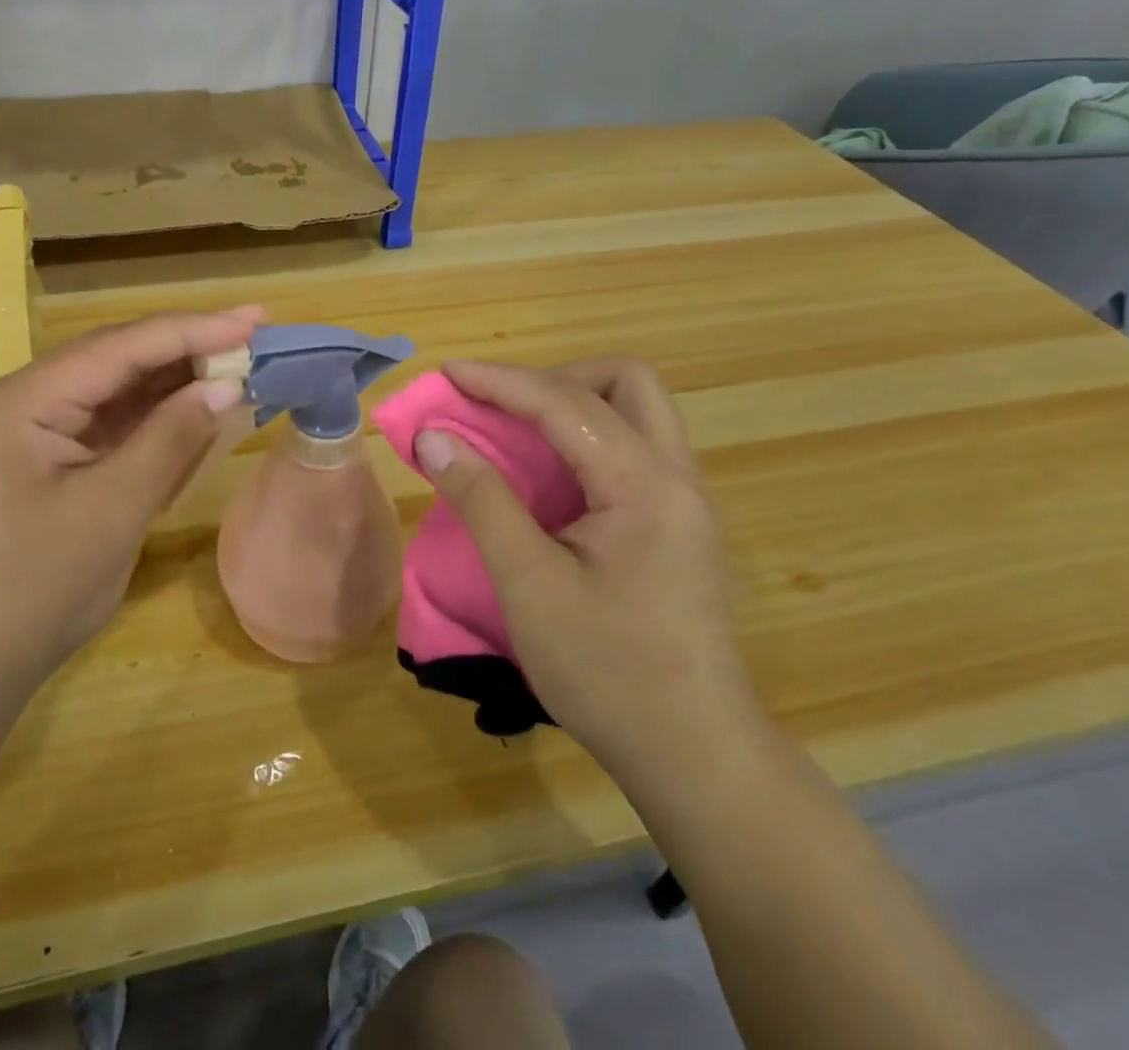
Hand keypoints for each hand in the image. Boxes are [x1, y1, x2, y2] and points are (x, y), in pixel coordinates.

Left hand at [0, 308, 259, 697]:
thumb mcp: (112, 512)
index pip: (116, 349)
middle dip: (186, 347)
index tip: (251, 322)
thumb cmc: (36, 591)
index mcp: (18, 403)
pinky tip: (197, 406)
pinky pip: (110, 422)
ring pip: (116, 388)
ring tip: (238, 364)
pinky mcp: (48, 456)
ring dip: (175, 380)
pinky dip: (156, 416)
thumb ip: (170, 440)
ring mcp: (32, 429)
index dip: (189, 331)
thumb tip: (227, 386)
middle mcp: (19, 401)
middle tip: (254, 333)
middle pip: (115, 358)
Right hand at [412, 357, 765, 793]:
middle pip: (627, 381)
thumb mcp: (528, 585)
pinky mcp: (679, 524)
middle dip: (556, 378)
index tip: (446, 372)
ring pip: (637, 411)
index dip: (500, 382)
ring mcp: (685, 500)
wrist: (695, 756)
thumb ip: (481, 499)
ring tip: (516, 434)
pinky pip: (633, 448)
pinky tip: (550, 476)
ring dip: (573, 404)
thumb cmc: (607, 672)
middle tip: (501, 408)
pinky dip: (585, 438)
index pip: (566, 404)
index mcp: (645, 486)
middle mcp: (677, 477)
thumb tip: (433, 437)